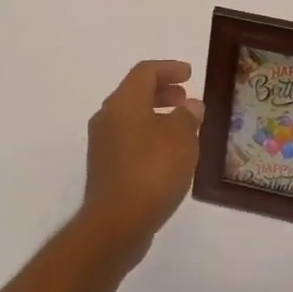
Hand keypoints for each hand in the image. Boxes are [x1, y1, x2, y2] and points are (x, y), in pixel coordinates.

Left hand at [78, 60, 204, 265]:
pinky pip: (129, 140)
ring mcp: (102, 144)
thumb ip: (187, 116)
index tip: (189, 74)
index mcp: (123, 102)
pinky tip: (168, 154)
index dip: (169, 68)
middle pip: (135, 93)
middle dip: (162, 92)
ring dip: (156, 116)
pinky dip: (149, 137)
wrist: (116, 223)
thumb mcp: (181, 138)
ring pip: (131, 118)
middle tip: (185, 99)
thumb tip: (190, 106)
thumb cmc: (152, 171)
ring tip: (183, 128)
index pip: (145, 72)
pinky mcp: (105, 168)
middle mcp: (107, 118)